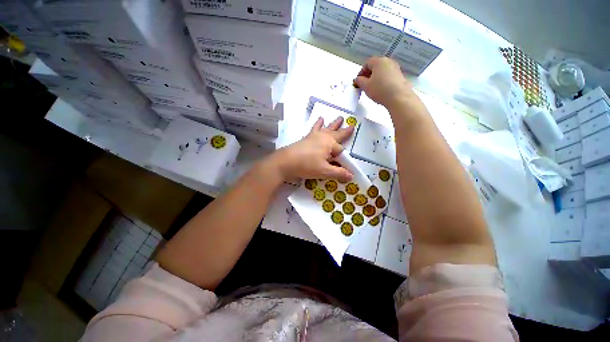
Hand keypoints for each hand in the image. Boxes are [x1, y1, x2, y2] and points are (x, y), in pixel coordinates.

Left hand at [272, 116, 353, 181]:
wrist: (285, 162)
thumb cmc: (306, 165)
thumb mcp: (324, 171)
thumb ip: (338, 173)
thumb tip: (351, 176)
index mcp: (330, 144)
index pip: (341, 152)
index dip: (344, 160)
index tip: (346, 168)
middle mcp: (323, 137)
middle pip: (337, 134)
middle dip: (345, 131)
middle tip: (352, 125)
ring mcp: (314, 136)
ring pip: (327, 129)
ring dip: (334, 124)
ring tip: (340, 118)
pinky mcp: (306, 138)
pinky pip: (314, 129)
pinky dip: (318, 124)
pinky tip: (320, 119)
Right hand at [353, 57, 413, 107]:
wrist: (399, 97)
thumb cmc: (380, 89)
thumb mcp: (365, 86)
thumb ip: (359, 81)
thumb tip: (358, 79)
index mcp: (379, 61)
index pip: (367, 63)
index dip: (361, 72)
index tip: (358, 82)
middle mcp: (388, 61)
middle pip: (375, 66)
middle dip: (368, 75)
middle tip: (364, 85)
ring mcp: (395, 68)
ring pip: (382, 71)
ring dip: (375, 78)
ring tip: (372, 88)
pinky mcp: (400, 76)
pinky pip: (388, 76)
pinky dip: (383, 81)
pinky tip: (381, 90)